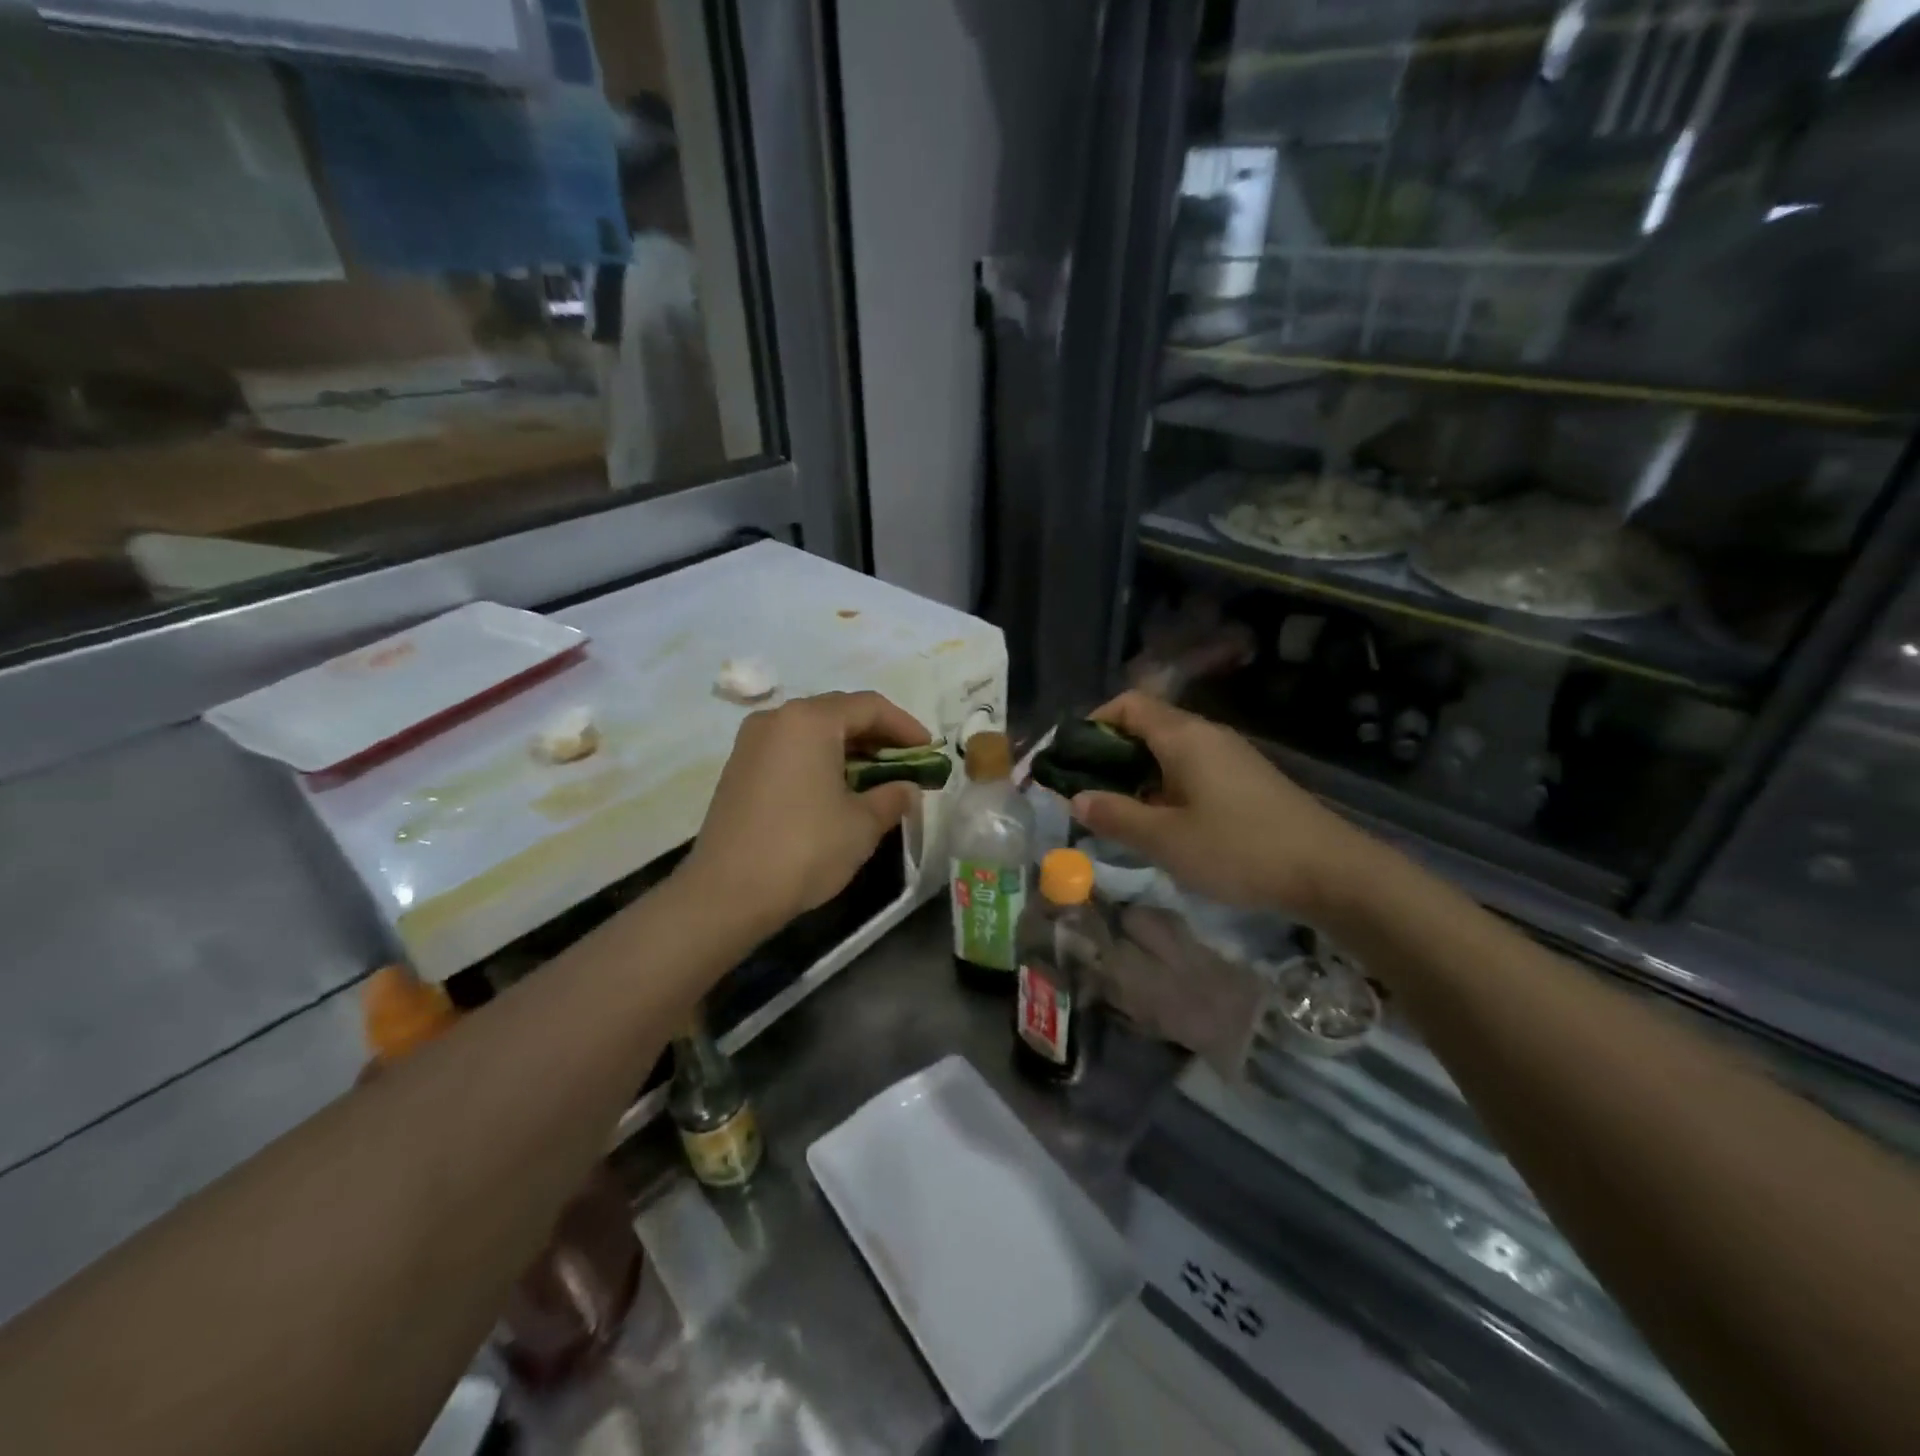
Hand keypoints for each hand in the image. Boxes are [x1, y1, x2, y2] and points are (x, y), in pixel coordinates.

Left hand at [681, 691, 930, 929]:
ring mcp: (752, 743)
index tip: (929, 750)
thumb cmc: (804, 849)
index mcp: (810, 720)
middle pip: (839, 713)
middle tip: (907, 763)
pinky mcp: (739, 768)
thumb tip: (906, 789)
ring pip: (813, 732)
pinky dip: (820, 760)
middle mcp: (778, 719)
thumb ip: (892, 797)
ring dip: (849, 749)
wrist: (726, 893)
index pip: (870, 706)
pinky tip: (837, 789)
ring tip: (877, 778)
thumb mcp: (862, 825)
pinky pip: (791, 750)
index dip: (905, 726)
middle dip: (878, 736)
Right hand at [1068, 692, 1379, 916]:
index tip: (1071, 759)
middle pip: (1146, 726)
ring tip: (1119, 814)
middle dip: (1110, 755)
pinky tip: (1164, 826)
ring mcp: (1231, 758)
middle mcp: (1207, 736)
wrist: (1331, 872)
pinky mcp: (1246, 781)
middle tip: (1087, 794)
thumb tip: (1077, 798)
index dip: (1093, 723)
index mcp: (1184, 736)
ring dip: (1137, 775)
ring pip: (1169, 752)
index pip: (1128, 704)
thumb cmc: (1240, 849)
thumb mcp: (1165, 839)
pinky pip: (1192, 770)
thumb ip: (1115, 816)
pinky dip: (1165, 787)